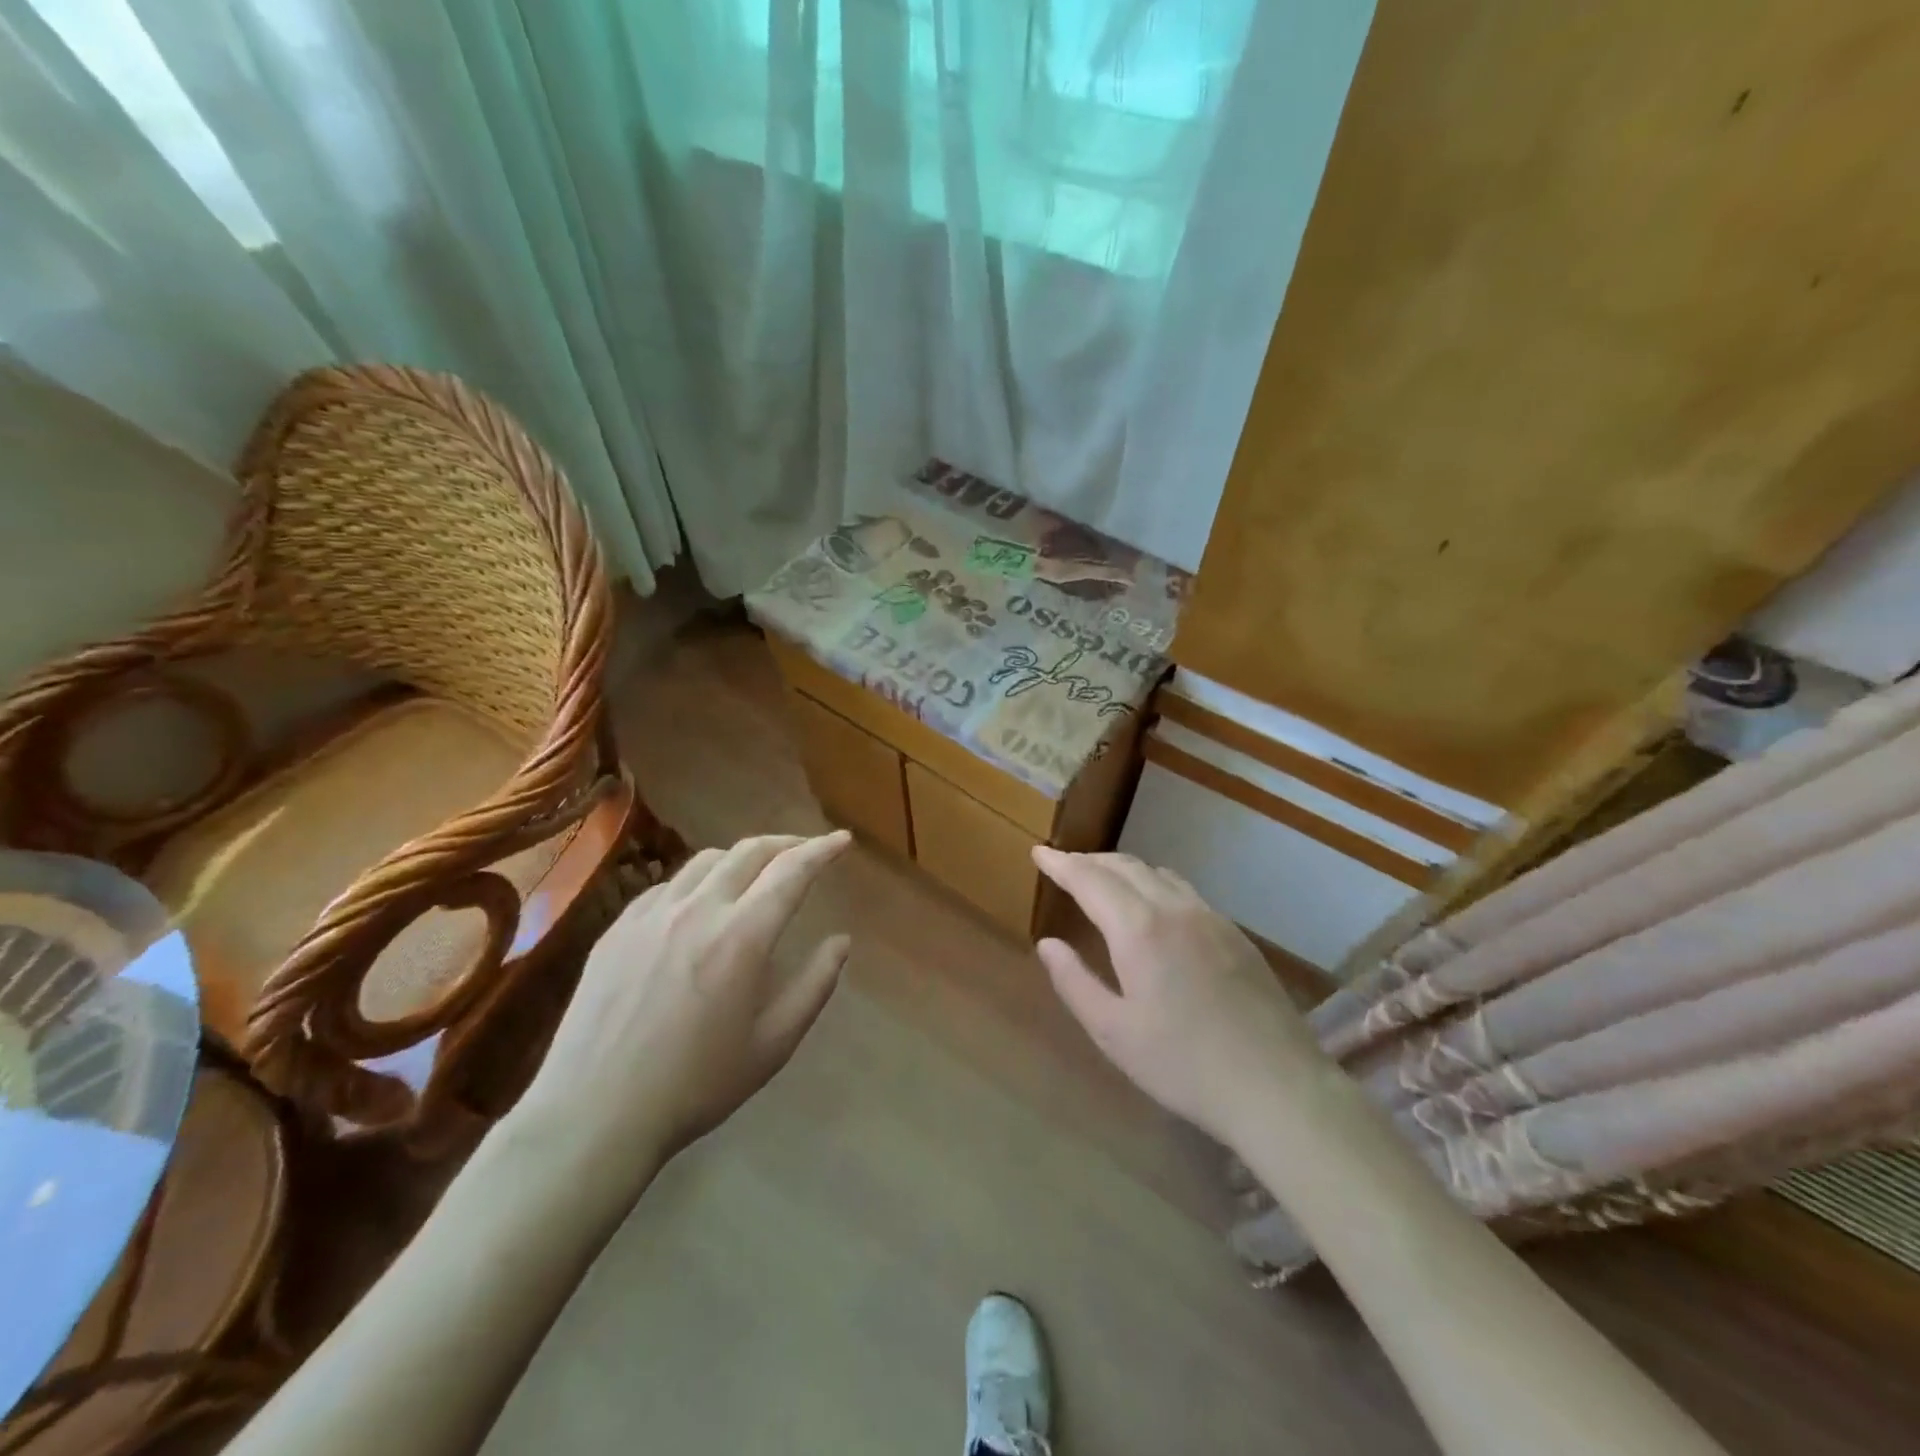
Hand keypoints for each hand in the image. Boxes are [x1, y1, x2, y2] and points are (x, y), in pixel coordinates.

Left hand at [514, 832, 852, 1171]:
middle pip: (749, 851)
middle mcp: (697, 910)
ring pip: (706, 861)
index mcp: (742, 936)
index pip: (791, 871)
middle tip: (807, 851)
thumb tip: (841, 941)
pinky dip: (698, 882)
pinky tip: (699, 907)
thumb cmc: (696, 1084)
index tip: (842, 839)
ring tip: (756, 875)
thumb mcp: (773, 1043)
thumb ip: (815, 985)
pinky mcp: (617, 928)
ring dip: (742, 857)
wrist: (594, 1113)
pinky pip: (668, 886)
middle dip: (786, 843)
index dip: (822, 849)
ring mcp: (651, 914)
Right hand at [1032, 848, 1321, 1147]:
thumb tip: (1047, 944)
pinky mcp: (1235, 933)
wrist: (1277, 1086)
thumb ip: (1074, 982)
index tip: (1039, 852)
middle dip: (1089, 861)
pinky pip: (1184, 890)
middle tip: (1064, 864)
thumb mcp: (1114, 1032)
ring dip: (1123, 868)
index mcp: (1139, 929)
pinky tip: (1153, 905)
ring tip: (1103, 879)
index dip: (1061, 864)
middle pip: (1124, 866)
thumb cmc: (1183, 1065)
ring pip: (1158, 873)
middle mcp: (1174, 908)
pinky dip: (1154, 882)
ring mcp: (1211, 917)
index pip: (1090, 879)